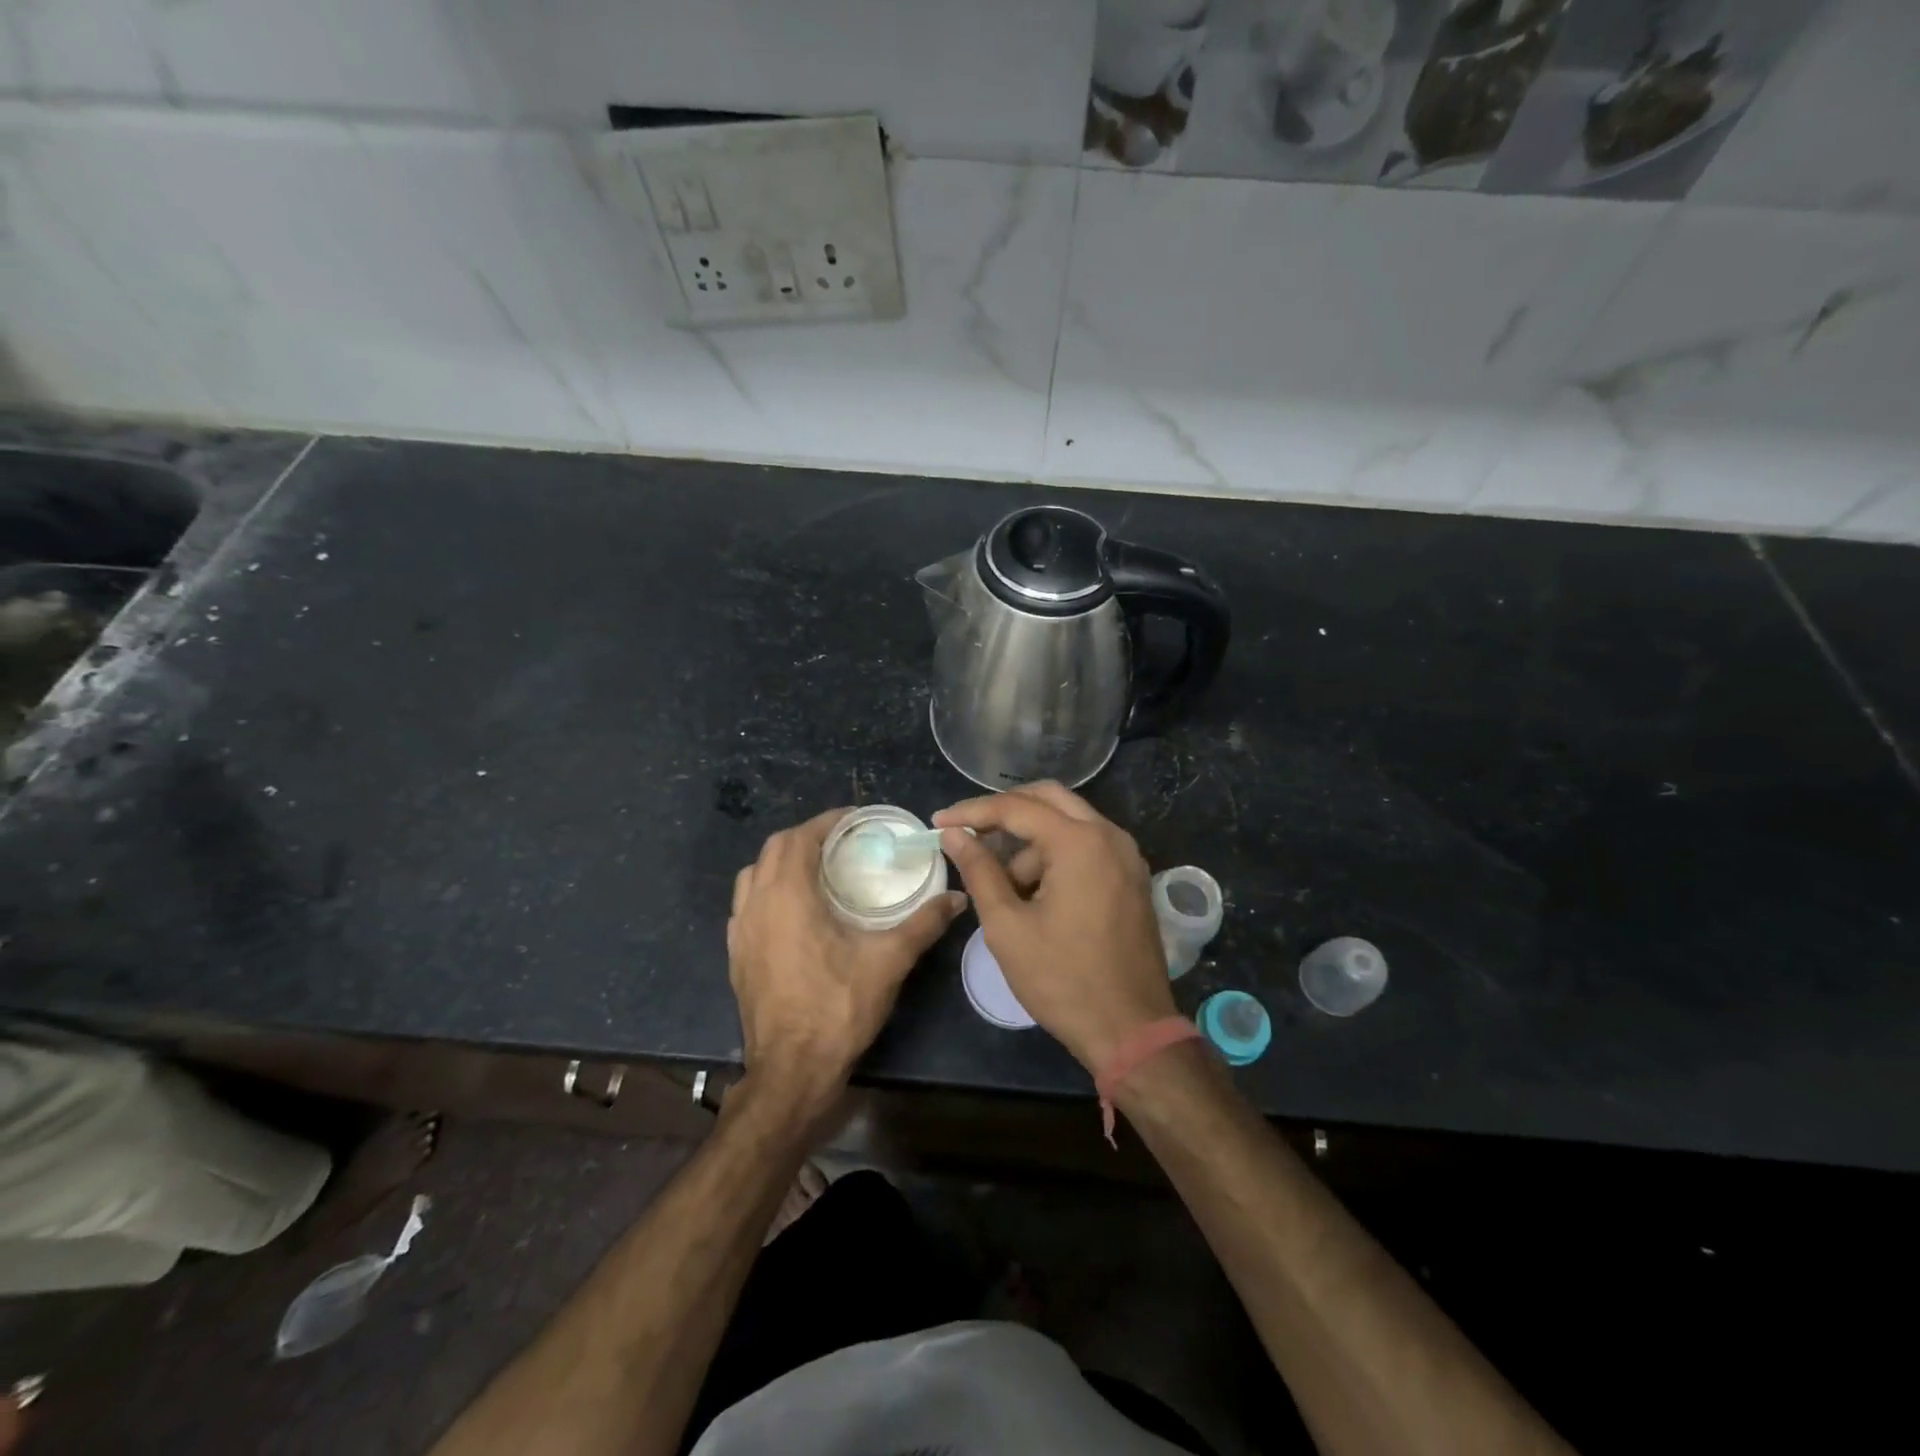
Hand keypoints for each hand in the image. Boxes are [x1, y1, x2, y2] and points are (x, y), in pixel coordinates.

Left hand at [728, 808, 966, 1123]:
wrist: (791, 1070)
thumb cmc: (837, 1007)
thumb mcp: (889, 961)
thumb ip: (923, 923)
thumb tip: (958, 898)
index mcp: (787, 896)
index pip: (799, 838)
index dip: (826, 822)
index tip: (854, 820)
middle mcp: (756, 905)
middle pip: (773, 849)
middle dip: (806, 837)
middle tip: (841, 842)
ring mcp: (739, 931)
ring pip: (753, 875)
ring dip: (781, 862)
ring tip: (816, 869)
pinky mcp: (735, 956)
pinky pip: (745, 905)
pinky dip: (766, 891)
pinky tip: (792, 911)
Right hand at [935, 783, 1174, 1072]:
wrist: (1131, 1031)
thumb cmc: (1062, 980)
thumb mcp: (1008, 926)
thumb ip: (979, 871)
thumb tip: (954, 834)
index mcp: (1080, 842)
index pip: (1016, 807)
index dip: (972, 811)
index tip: (939, 822)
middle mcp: (1110, 836)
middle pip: (1048, 798)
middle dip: (1004, 812)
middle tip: (969, 834)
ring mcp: (1127, 856)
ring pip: (1069, 822)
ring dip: (1031, 841)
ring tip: (1003, 887)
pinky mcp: (1131, 877)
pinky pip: (1087, 845)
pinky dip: (1056, 854)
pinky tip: (1033, 890)